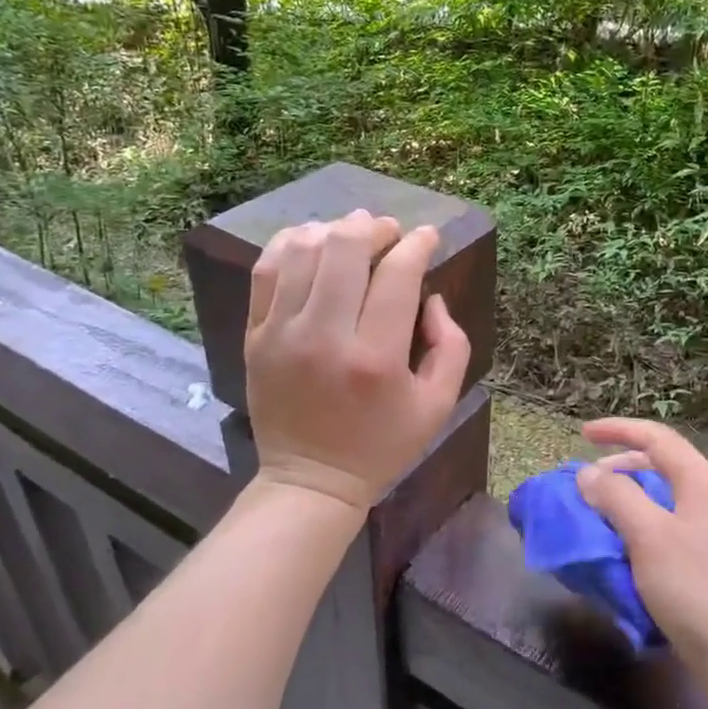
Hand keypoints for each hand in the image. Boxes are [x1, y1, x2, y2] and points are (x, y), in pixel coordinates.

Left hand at [245, 211, 470, 512]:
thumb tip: (431, 296)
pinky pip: (266, 270)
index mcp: (376, 358)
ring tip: (352, 232)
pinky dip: (290, 243)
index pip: (398, 275)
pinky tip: (311, 240)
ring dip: (333, 230)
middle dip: (374, 228)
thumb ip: (452, 346)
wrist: (311, 480)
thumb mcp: (437, 405)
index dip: (417, 244)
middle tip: (389, 231)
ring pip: (303, 250)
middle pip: (346, 249)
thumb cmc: (382, 445)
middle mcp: (326, 337)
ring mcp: (282, 333)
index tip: (428, 236)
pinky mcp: (255, 335)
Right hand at [576, 418, 707, 673]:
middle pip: (662, 463)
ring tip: (599, 512)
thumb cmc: (693, 587)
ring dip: (628, 497)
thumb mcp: (648, 535)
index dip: (618, 430)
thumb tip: (588, 474)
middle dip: (620, 464)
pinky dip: (640, 524)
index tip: (582, 434)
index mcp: (701, 482)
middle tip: (587, 480)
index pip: (657, 437)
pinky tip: (623, 545)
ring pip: (664, 496)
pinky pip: (668, 525)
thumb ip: (616, 497)